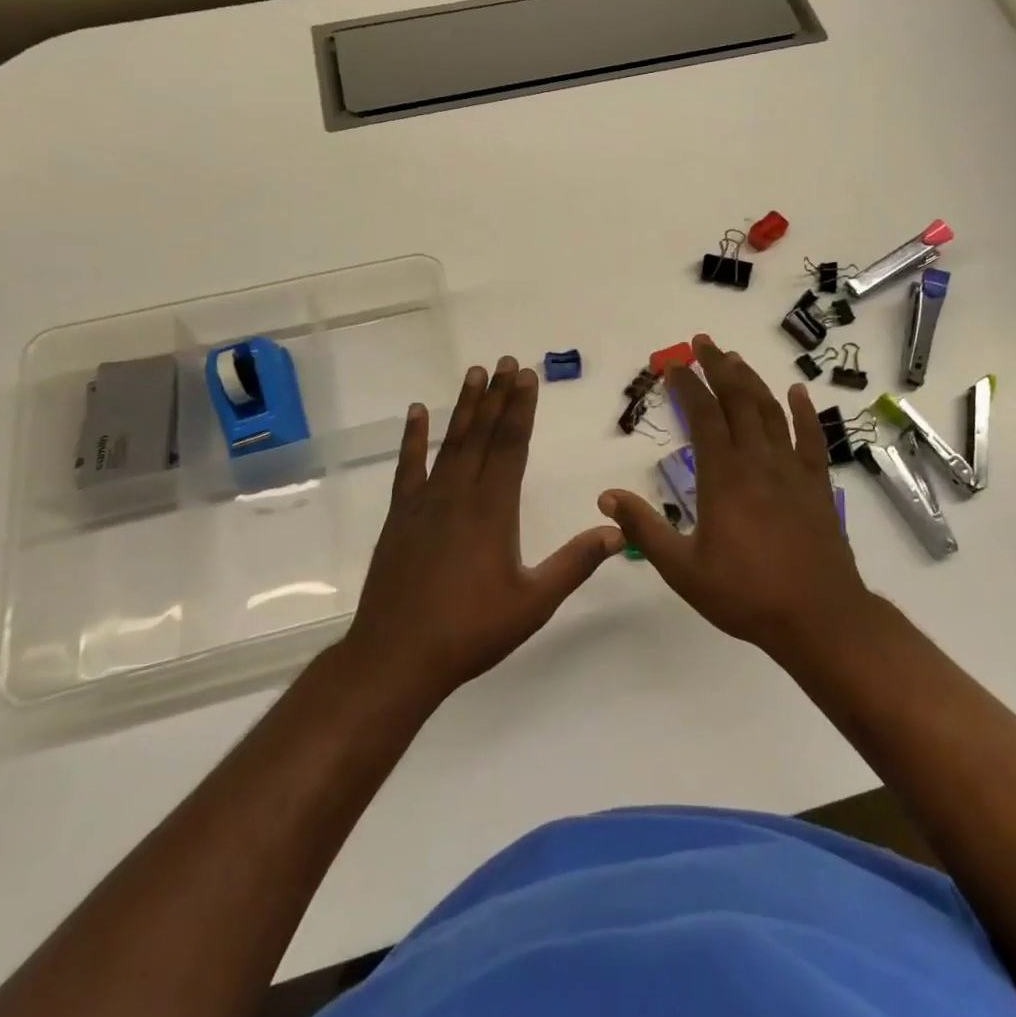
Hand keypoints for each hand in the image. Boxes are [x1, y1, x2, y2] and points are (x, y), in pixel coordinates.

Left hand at [343, 357, 625, 705]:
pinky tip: (416, 413)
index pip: (512, 445)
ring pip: (450, 442)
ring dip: (464, 407)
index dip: (521, 408)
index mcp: (493, 509)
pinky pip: (408, 466)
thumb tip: (619, 531)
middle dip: (497, 396)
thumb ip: (575, 563)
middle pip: (483, 434)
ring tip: (474, 373)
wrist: (397, 655)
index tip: (527, 376)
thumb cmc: (471, 630)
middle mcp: (459, 493)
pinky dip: (412, 438)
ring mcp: (425, 502)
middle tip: (506, 361)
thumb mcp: (534, 602)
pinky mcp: (400, 516)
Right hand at [599, 335, 872, 660]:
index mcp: (723, 475)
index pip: (702, 414)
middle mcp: (758, 460)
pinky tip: (797, 391)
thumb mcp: (682, 568)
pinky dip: (803, 411)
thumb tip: (606, 497)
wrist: (818, 617)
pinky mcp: (817, 484)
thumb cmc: (745, 593)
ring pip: (771, 411)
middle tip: (703, 342)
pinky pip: (811, 437)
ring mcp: (792, 469)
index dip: (686, 384)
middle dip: (718, 367)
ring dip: (752, 380)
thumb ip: (644, 529)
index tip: (672, 364)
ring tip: (735, 358)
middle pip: (738, 400)